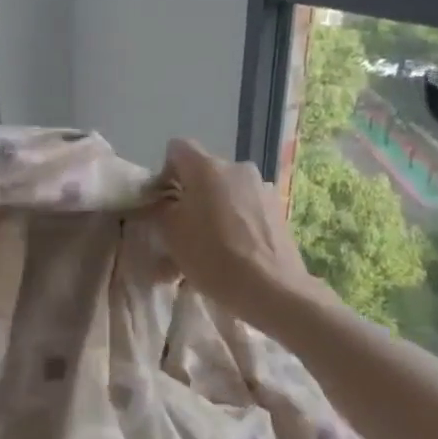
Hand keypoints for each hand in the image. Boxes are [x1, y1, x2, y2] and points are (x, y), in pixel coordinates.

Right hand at [155, 139, 316, 322]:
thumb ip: (159, 209)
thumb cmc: (213, 257)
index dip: (165, 172)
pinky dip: (234, 222)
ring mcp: (262, 187)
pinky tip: (232, 252)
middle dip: (190, 195)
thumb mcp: (170, 234)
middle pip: (203, 172)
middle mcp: (237, 168)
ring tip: (208, 246)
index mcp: (207, 167)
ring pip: (225, 192)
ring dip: (213, 210)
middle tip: (182, 230)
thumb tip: (163, 202)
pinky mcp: (278, 209)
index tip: (163, 202)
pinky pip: (245, 208)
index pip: (177, 148)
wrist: (272, 289)